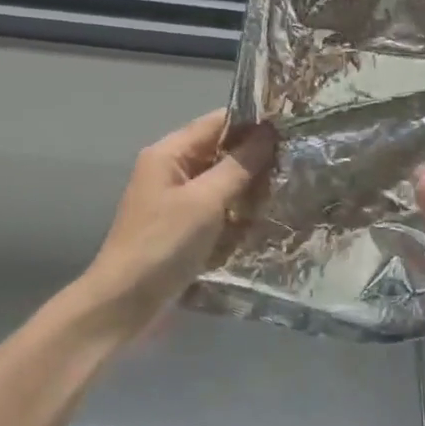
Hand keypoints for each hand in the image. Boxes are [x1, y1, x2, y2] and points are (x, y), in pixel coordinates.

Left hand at [83, 109, 275, 331]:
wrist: (125, 303)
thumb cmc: (163, 244)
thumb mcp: (205, 201)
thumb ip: (238, 166)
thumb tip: (269, 133)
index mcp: (169, 153)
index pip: (216, 123)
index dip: (253, 122)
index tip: (292, 126)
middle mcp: (172, 171)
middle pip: (220, 152)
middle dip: (256, 157)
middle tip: (299, 161)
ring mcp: (177, 201)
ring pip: (222, 182)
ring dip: (251, 187)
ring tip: (291, 187)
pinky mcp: (184, 228)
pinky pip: (218, 209)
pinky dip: (239, 211)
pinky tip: (267, 217)